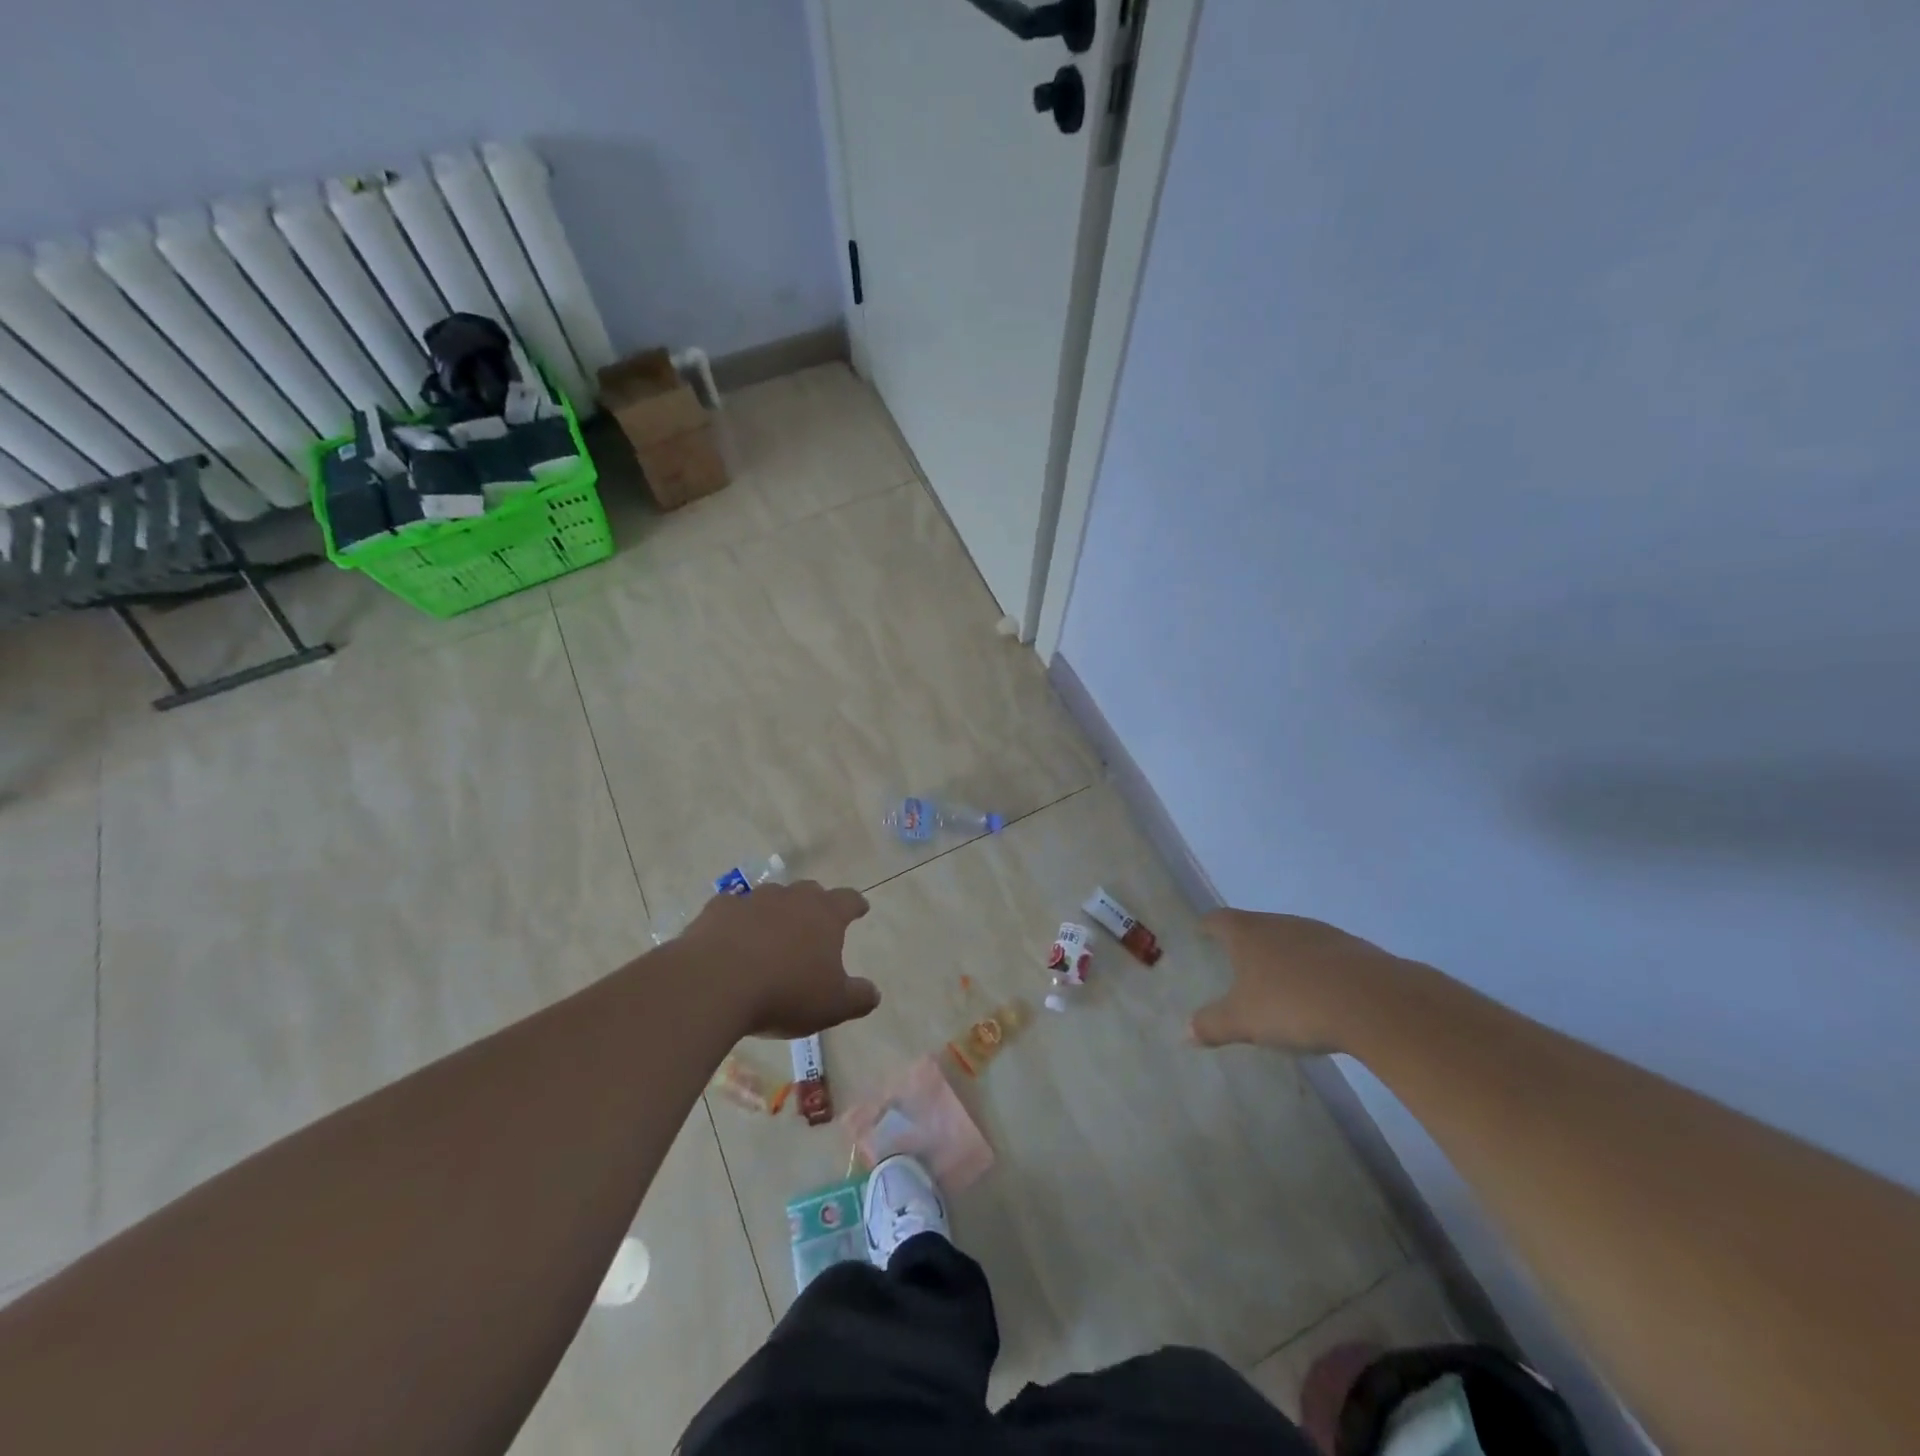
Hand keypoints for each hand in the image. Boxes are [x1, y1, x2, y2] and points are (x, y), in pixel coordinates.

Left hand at [680, 880, 880, 1038]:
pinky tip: (730, 938)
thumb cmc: (785, 993)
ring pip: (770, 897)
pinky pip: (732, 909)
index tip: (860, 908)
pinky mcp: (717, 910)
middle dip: (814, 904)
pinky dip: (735, 921)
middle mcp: (791, 898)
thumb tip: (874, 993)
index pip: (848, 900)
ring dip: (774, 912)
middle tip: (814, 923)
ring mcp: (752, 900)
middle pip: (809, 891)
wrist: (715, 984)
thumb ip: (858, 998)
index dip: (856, 905)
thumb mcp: (833, 1006)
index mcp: (825, 915)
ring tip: (771, 934)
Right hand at [1189, 909, 1407, 1052]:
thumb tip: (1185, 1032)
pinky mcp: (1354, 950)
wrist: (1375, 1003)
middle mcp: (1281, 923)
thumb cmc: (1294, 1004)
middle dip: (1246, 943)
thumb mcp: (1245, 1021)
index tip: (1201, 933)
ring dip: (1283, 956)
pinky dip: (1314, 970)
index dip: (1207, 926)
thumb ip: (1213, 1024)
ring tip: (1278, 982)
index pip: (1219, 919)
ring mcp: (1320, 934)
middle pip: (1256, 925)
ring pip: (1291, 939)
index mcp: (1249, 933)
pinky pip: (1323, 956)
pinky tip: (1319, 994)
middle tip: (1237, 963)